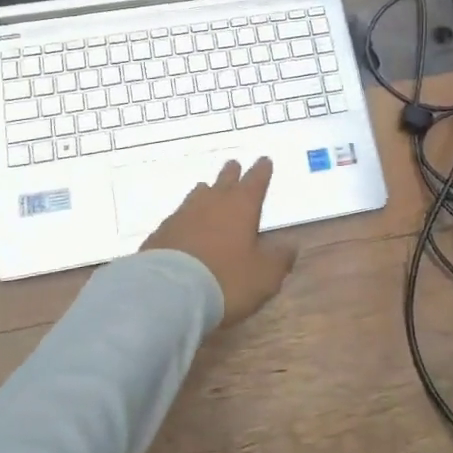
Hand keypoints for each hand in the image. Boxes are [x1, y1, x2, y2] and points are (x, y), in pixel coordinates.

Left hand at [142, 158, 292, 327]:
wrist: (168, 292)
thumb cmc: (226, 279)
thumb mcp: (264, 276)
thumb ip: (279, 259)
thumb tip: (291, 245)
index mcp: (241, 206)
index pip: (255, 182)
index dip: (261, 171)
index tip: (264, 160)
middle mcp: (212, 202)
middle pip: (225, 181)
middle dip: (232, 173)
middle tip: (234, 164)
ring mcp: (183, 214)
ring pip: (198, 194)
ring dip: (207, 190)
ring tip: (207, 188)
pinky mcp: (161, 232)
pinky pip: (178, 216)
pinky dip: (186, 216)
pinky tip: (184, 223)